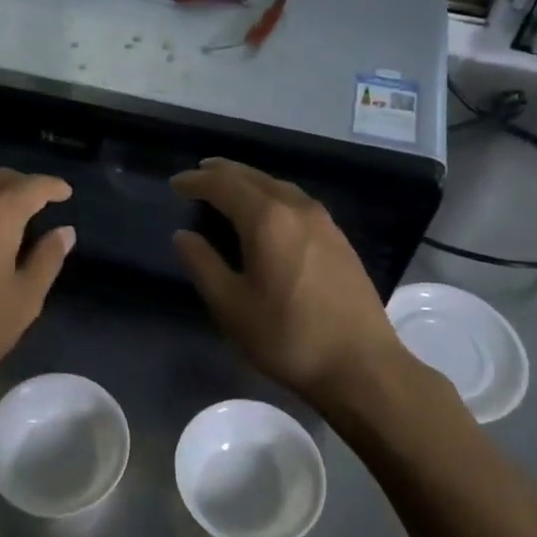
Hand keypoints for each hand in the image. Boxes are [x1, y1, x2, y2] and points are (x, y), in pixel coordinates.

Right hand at [171, 159, 404, 405]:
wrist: (361, 364)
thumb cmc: (287, 337)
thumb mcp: (231, 306)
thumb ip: (203, 264)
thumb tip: (183, 236)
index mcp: (267, 219)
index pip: (224, 185)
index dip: (196, 182)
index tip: (175, 184)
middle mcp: (297, 208)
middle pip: (253, 177)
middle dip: (222, 172)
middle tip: (198, 175)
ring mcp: (323, 221)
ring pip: (278, 186)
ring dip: (249, 182)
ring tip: (229, 189)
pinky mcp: (339, 238)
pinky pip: (296, 201)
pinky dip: (271, 196)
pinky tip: (267, 213)